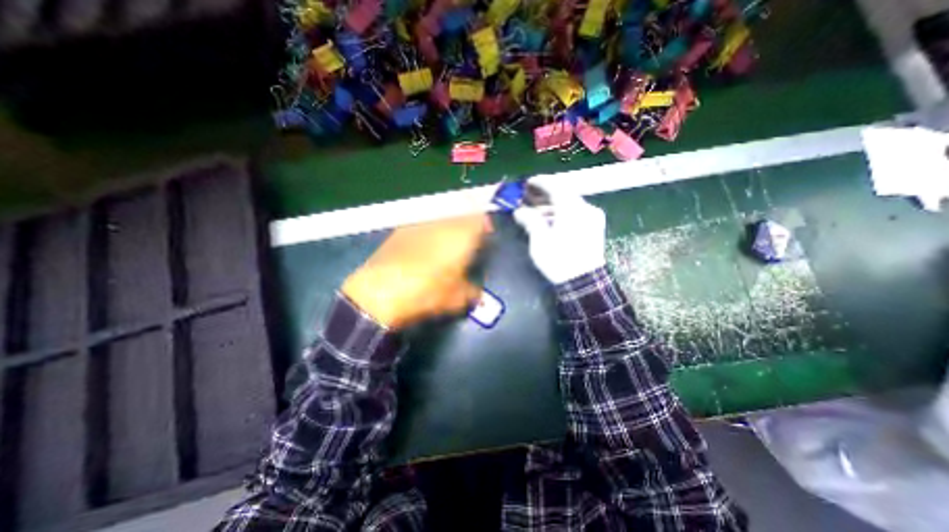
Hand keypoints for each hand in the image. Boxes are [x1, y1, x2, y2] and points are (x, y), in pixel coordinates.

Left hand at [342, 213, 487, 327]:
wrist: (380, 291)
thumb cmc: (426, 293)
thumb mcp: (455, 299)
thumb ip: (471, 293)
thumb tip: (477, 294)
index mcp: (462, 236)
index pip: (481, 218)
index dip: (485, 223)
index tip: (486, 235)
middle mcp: (443, 224)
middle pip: (462, 210)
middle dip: (468, 220)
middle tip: (469, 238)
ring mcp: (421, 224)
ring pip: (443, 214)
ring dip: (450, 223)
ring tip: (449, 241)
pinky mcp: (402, 229)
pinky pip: (424, 222)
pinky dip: (431, 228)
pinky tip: (426, 245)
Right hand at [516, 186, 602, 283]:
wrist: (584, 282)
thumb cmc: (559, 260)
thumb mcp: (540, 240)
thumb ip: (530, 220)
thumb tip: (519, 211)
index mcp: (572, 208)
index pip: (555, 187)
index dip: (540, 183)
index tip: (527, 182)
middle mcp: (586, 208)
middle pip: (563, 194)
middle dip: (544, 195)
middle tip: (528, 197)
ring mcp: (593, 218)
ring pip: (569, 204)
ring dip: (552, 205)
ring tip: (536, 210)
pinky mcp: (594, 228)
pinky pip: (576, 213)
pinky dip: (561, 213)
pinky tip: (550, 220)